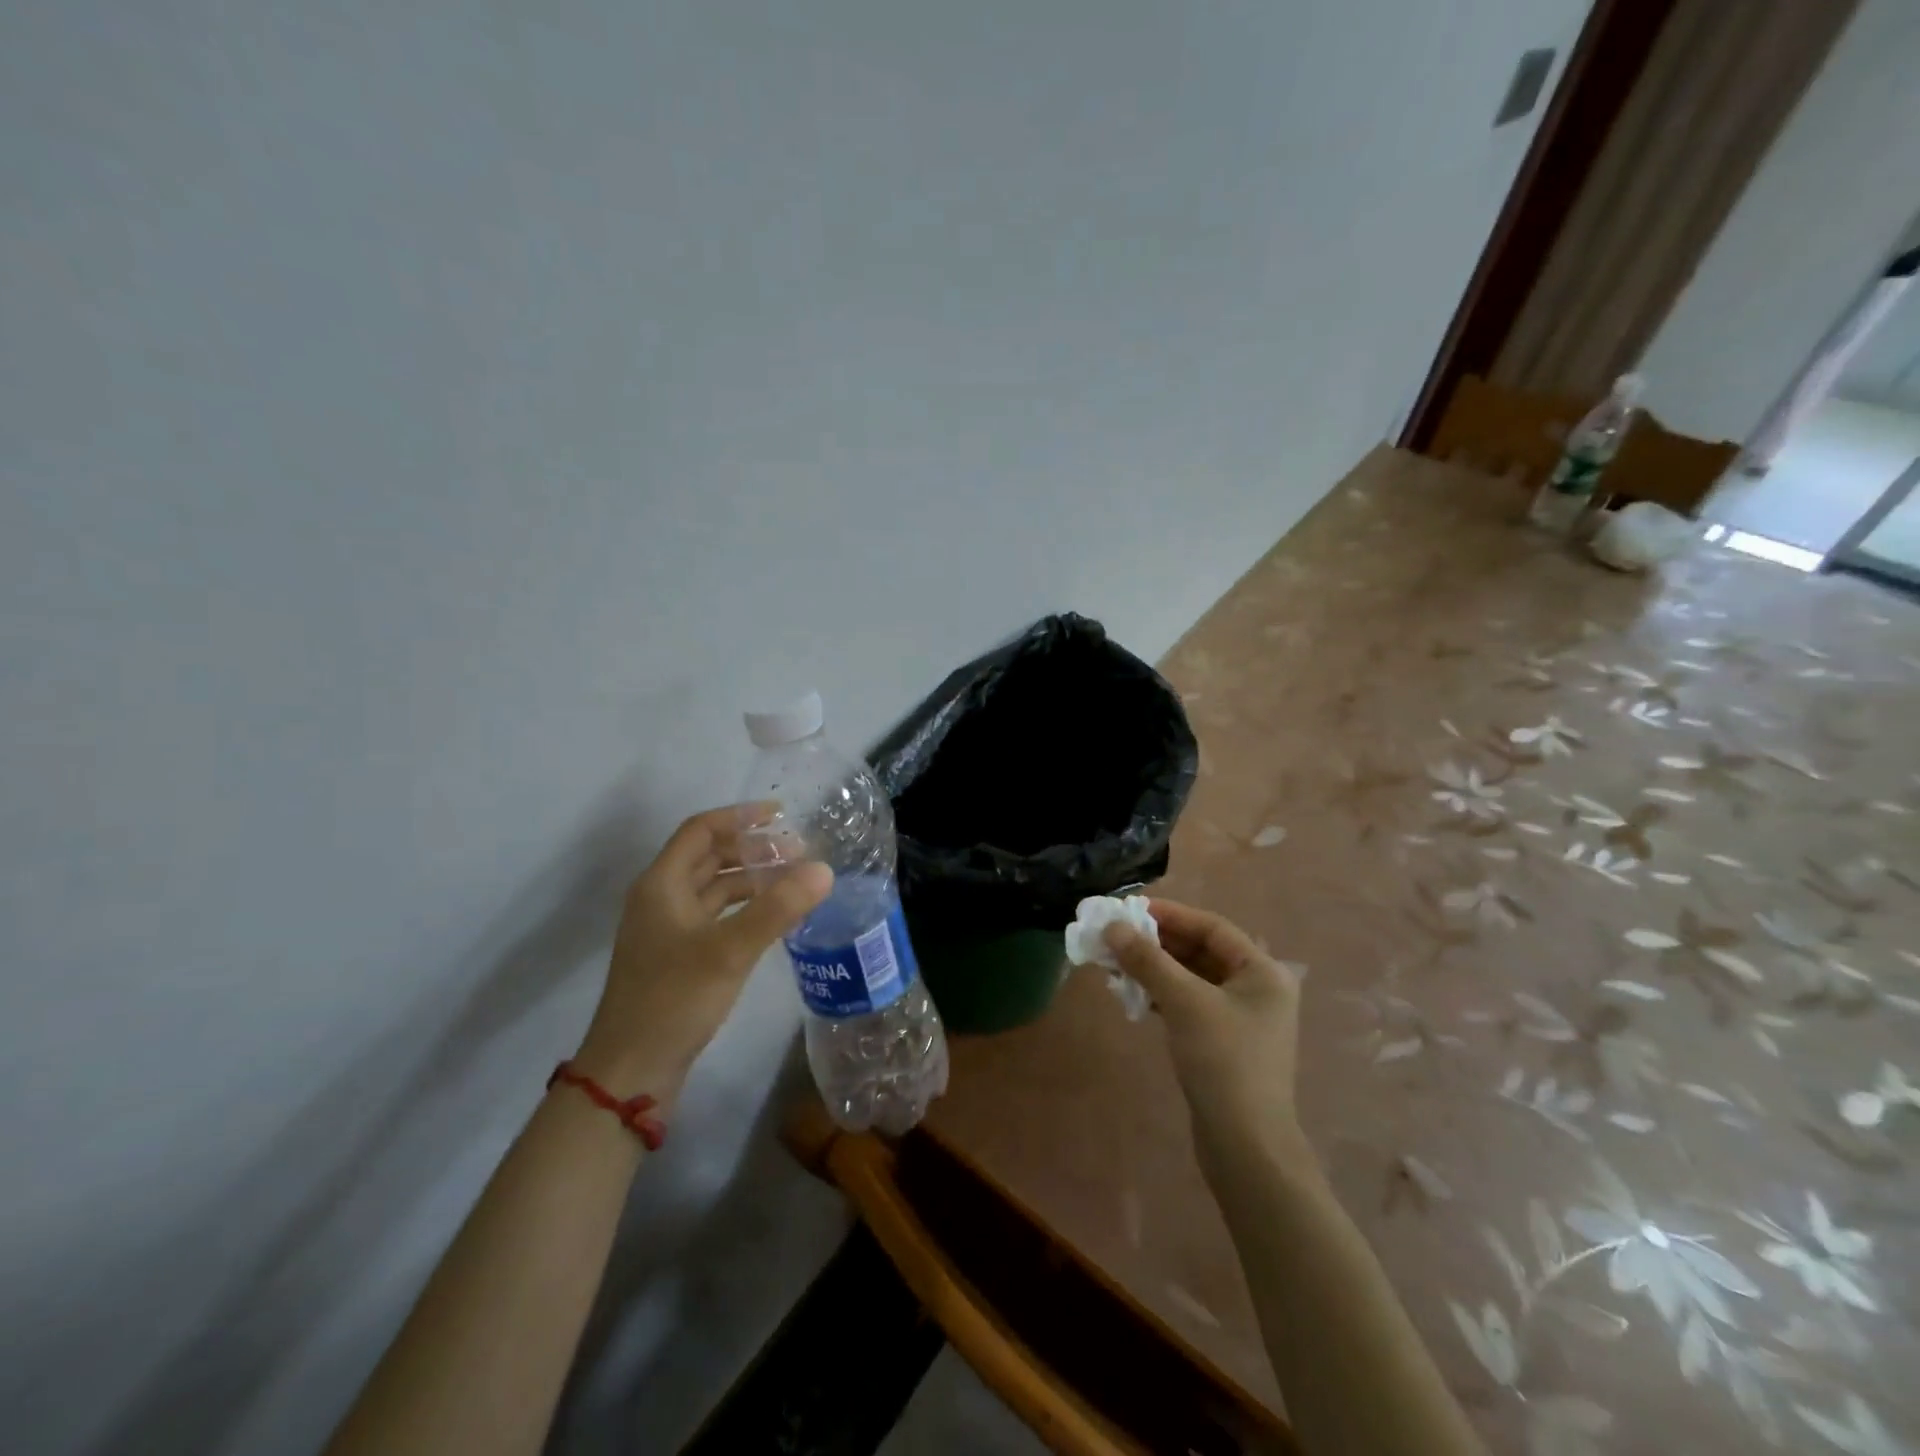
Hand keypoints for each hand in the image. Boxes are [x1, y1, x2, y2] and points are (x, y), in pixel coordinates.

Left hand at [573, 803, 831, 1106]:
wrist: (631, 1071)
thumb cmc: (674, 1000)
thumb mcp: (729, 950)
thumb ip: (777, 908)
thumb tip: (824, 869)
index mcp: (661, 884)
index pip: (701, 830)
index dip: (740, 816)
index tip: (782, 815)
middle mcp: (661, 898)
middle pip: (710, 856)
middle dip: (754, 849)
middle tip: (799, 853)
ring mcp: (669, 929)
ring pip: (715, 887)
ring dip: (752, 878)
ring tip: (795, 880)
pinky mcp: (680, 956)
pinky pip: (718, 916)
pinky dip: (746, 908)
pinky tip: (775, 916)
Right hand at [1104, 899, 1305, 1174]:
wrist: (1246, 1146)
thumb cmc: (1223, 1061)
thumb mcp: (1183, 1002)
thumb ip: (1147, 960)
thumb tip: (1112, 926)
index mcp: (1262, 971)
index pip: (1211, 927)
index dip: (1169, 914)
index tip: (1129, 909)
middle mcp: (1257, 988)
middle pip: (1200, 951)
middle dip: (1156, 943)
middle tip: (1115, 936)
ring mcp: (1241, 1018)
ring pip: (1191, 978)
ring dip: (1155, 968)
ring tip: (1115, 963)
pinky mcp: (1224, 1043)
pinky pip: (1189, 1003)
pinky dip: (1162, 994)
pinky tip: (1132, 995)